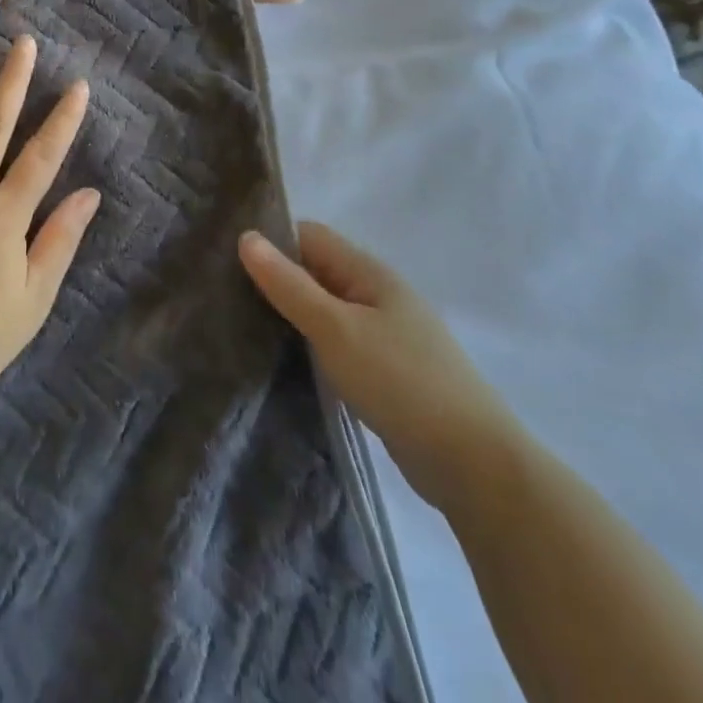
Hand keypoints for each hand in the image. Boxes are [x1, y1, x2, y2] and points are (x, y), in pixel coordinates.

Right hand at [239, 222, 526, 515]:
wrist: (475, 466)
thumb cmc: (401, 382)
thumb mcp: (335, 329)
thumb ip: (289, 284)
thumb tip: (246, 236)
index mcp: (369, 273)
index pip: (309, 236)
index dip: (271, 241)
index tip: (227, 260)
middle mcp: (378, 295)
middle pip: (316, 271)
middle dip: (276, 279)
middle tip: (226, 295)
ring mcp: (386, 334)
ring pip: (326, 309)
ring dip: (292, 314)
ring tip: (245, 326)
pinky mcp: (387, 371)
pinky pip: (338, 342)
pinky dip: (312, 344)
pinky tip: (286, 360)